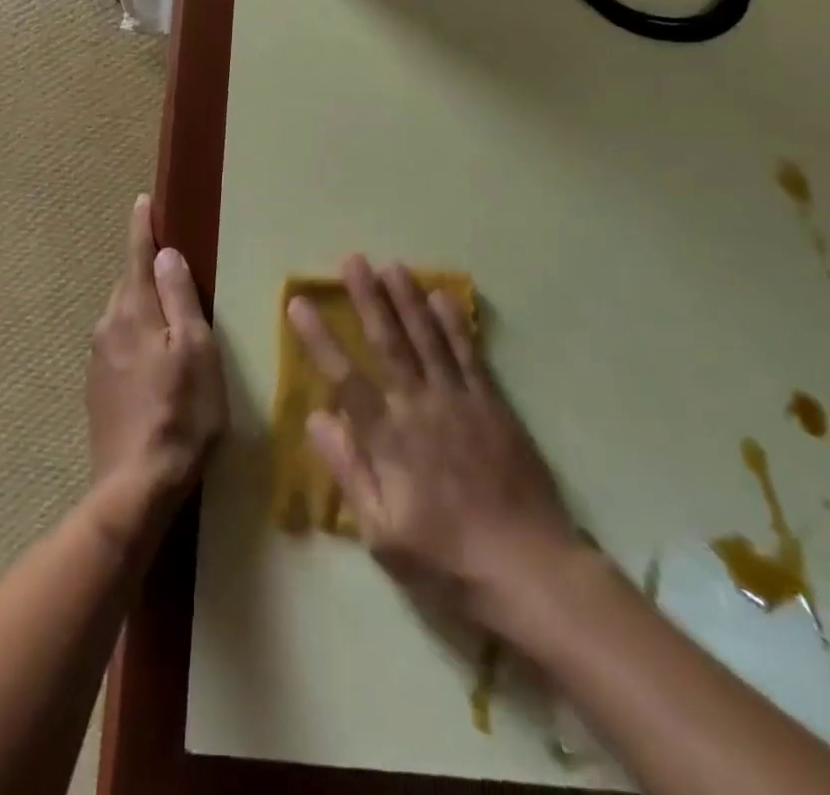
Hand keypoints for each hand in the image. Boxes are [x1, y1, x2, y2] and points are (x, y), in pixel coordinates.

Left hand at [86, 195, 226, 520]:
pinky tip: (154, 358)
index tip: (143, 201)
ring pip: (122, 316)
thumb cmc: (181, 413)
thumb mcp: (197, 350)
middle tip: (171, 261)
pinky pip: (118, 344)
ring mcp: (98, 359)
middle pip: (128, 285)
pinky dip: (136, 336)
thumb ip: (180, 299)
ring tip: (169, 312)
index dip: (143, 227)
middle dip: (145, 269)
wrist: (135, 485)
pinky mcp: (97, 388)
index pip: (137, 256)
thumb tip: (167, 254)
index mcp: (133, 312)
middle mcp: (107, 327)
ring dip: (142, 305)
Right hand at [290, 256, 583, 631]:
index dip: (319, 338)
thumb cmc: (447, 559)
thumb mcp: (383, 534)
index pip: (345, 377)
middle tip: (352, 260)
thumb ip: (349, 471)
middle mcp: (420, 407)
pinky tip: (444, 296)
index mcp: (389, 438)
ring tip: (392, 265)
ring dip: (409, 299)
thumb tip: (317, 418)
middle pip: (389, 343)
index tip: (299, 302)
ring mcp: (460, 401)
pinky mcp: (494, 405)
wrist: (529, 569)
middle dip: (368, 298)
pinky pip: (471, 355)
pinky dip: (456, 324)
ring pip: (429, 338)